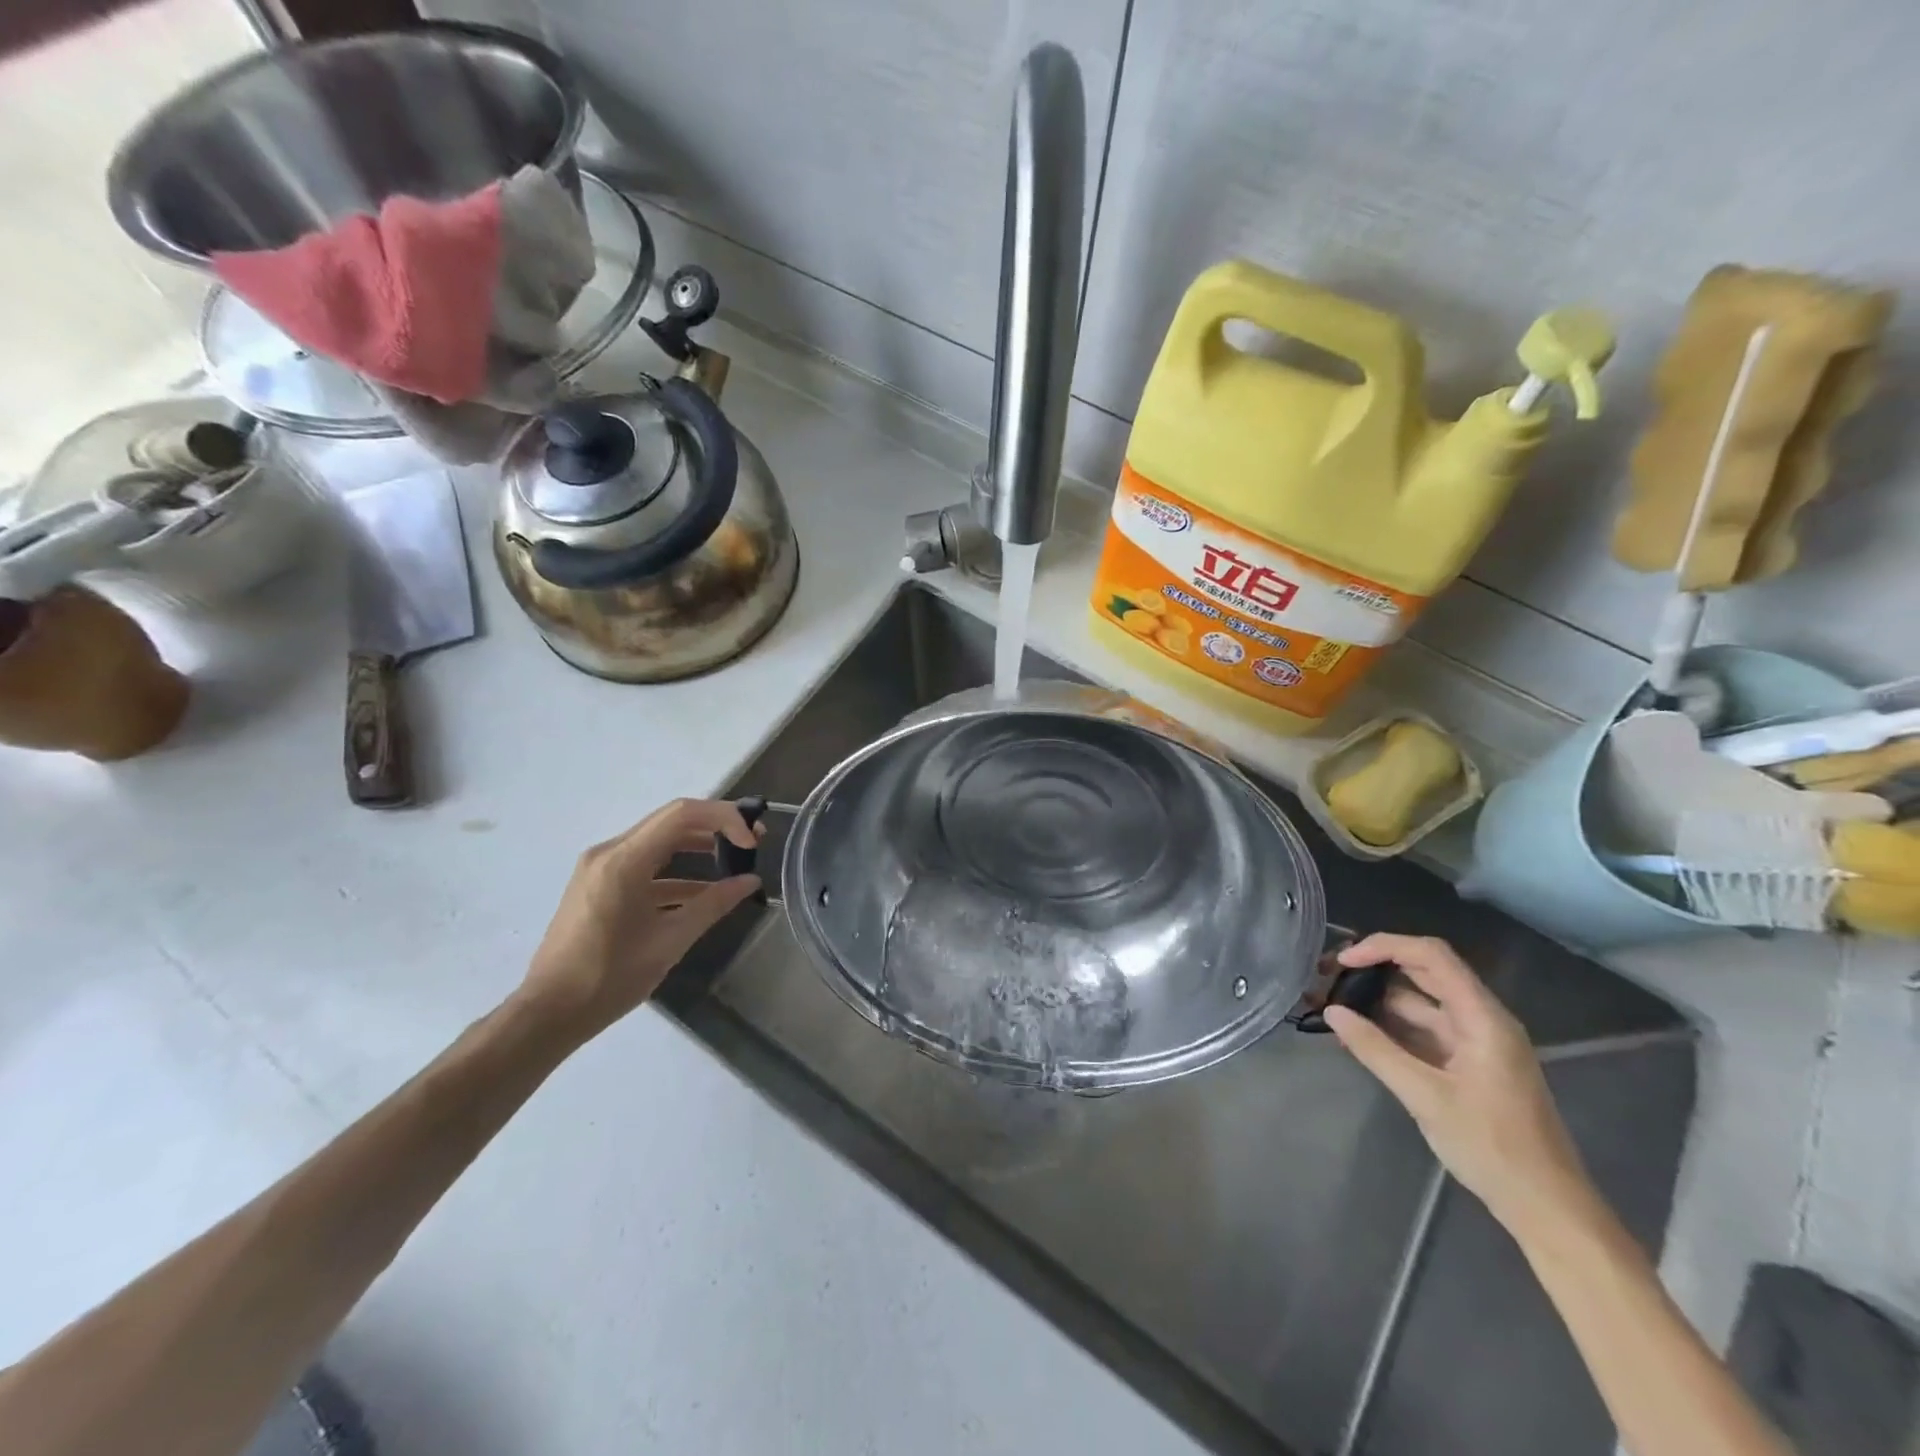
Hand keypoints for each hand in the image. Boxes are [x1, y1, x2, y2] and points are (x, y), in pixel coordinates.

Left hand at [520, 798, 761, 1037]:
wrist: (548, 1012)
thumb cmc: (610, 977)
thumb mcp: (671, 941)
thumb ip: (714, 904)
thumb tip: (751, 881)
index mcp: (624, 860)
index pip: (683, 814)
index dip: (725, 819)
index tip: (752, 843)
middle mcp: (609, 852)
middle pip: (672, 821)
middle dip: (716, 826)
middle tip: (753, 842)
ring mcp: (601, 867)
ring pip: (659, 841)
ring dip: (697, 846)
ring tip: (734, 860)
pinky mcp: (599, 884)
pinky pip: (644, 864)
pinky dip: (675, 871)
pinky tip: (702, 892)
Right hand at [1323, 934, 1593, 1233]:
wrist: (1547, 1208)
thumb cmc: (1493, 1148)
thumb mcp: (1425, 1097)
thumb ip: (1375, 1050)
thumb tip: (1331, 1011)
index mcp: (1483, 1017)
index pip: (1431, 955)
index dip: (1383, 947)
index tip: (1342, 961)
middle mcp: (1480, 1019)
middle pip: (1423, 972)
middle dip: (1374, 968)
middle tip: (1327, 976)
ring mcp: (1474, 1042)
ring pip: (1419, 1003)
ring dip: (1377, 1000)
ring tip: (1332, 1005)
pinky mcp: (1467, 1064)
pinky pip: (1423, 1031)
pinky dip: (1389, 1028)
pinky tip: (1357, 1036)